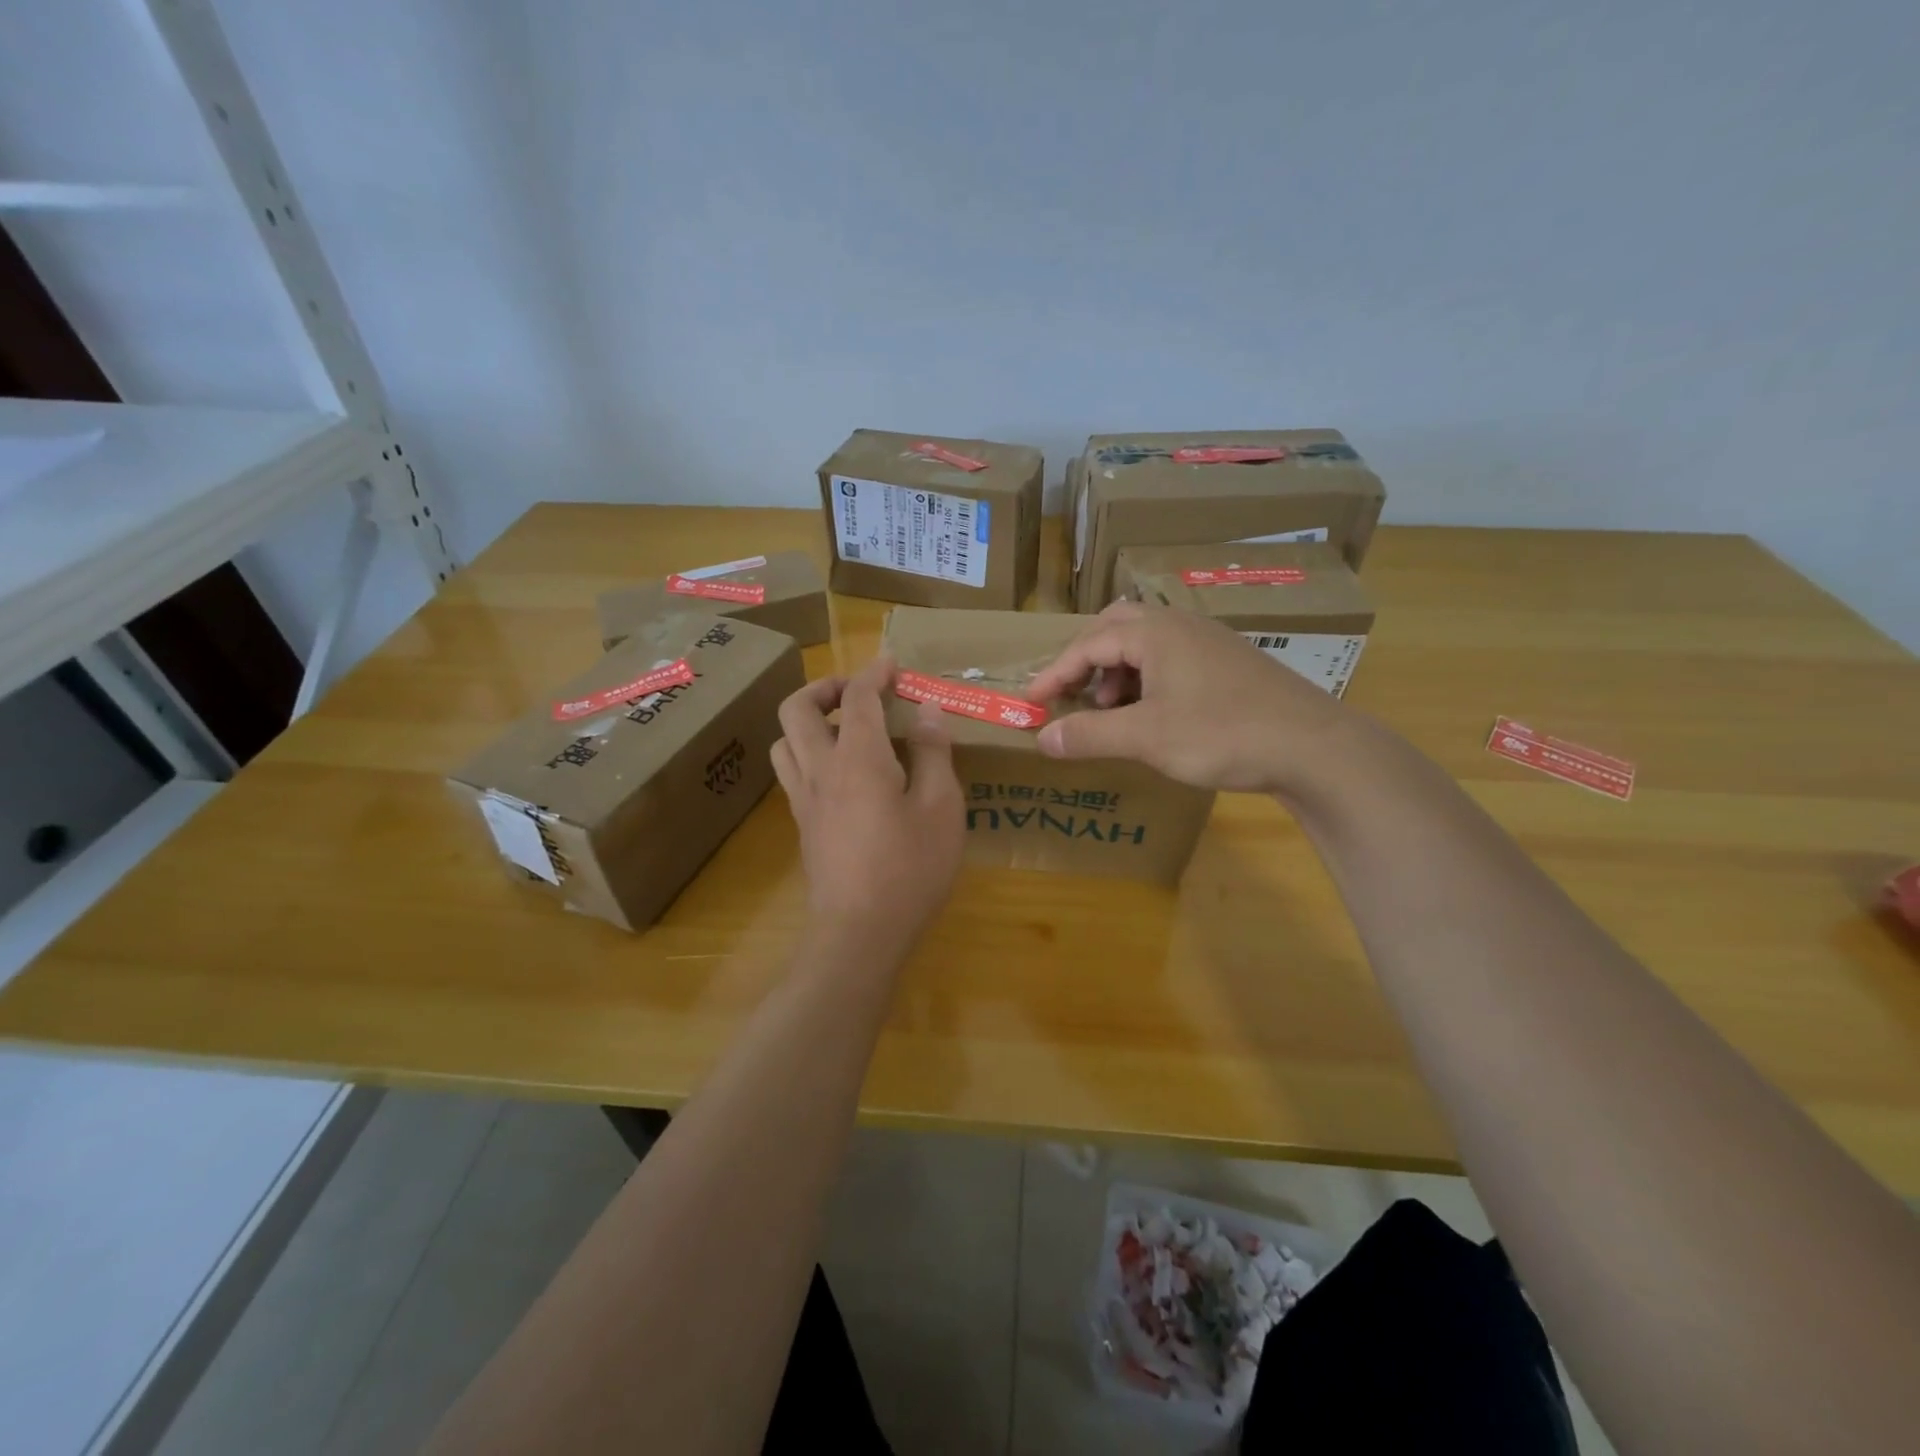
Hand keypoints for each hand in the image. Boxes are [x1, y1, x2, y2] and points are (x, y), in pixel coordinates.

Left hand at [772, 654, 964, 950]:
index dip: (874, 673)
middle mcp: (820, 770)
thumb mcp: (942, 808)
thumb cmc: (910, 868)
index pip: (857, 698)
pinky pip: (792, 772)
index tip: (892, 664)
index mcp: (858, 758)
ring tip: (843, 729)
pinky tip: (842, 773)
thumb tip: (928, 711)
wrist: (860, 933)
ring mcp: (804, 800)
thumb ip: (934, 754)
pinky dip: (808, 753)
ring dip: (807, 721)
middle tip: (858, 693)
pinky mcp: (802, 826)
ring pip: (783, 741)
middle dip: (825, 687)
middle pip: (796, 709)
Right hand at [1025, 602, 1349, 793]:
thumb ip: (1090, 734)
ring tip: (1113, 712)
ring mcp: (1209, 641)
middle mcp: (1180, 625)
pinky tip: (1154, 714)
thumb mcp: (1146, 737)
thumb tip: (1042, 739)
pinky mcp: (1229, 662)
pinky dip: (1147, 680)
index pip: (1087, 643)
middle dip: (1086, 661)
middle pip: (1115, 628)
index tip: (1031, 703)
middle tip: (1072, 695)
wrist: (1313, 746)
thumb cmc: (1222, 733)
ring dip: (1117, 672)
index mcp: (1155, 632)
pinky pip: (1172, 658)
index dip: (1054, 674)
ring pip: (1146, 643)